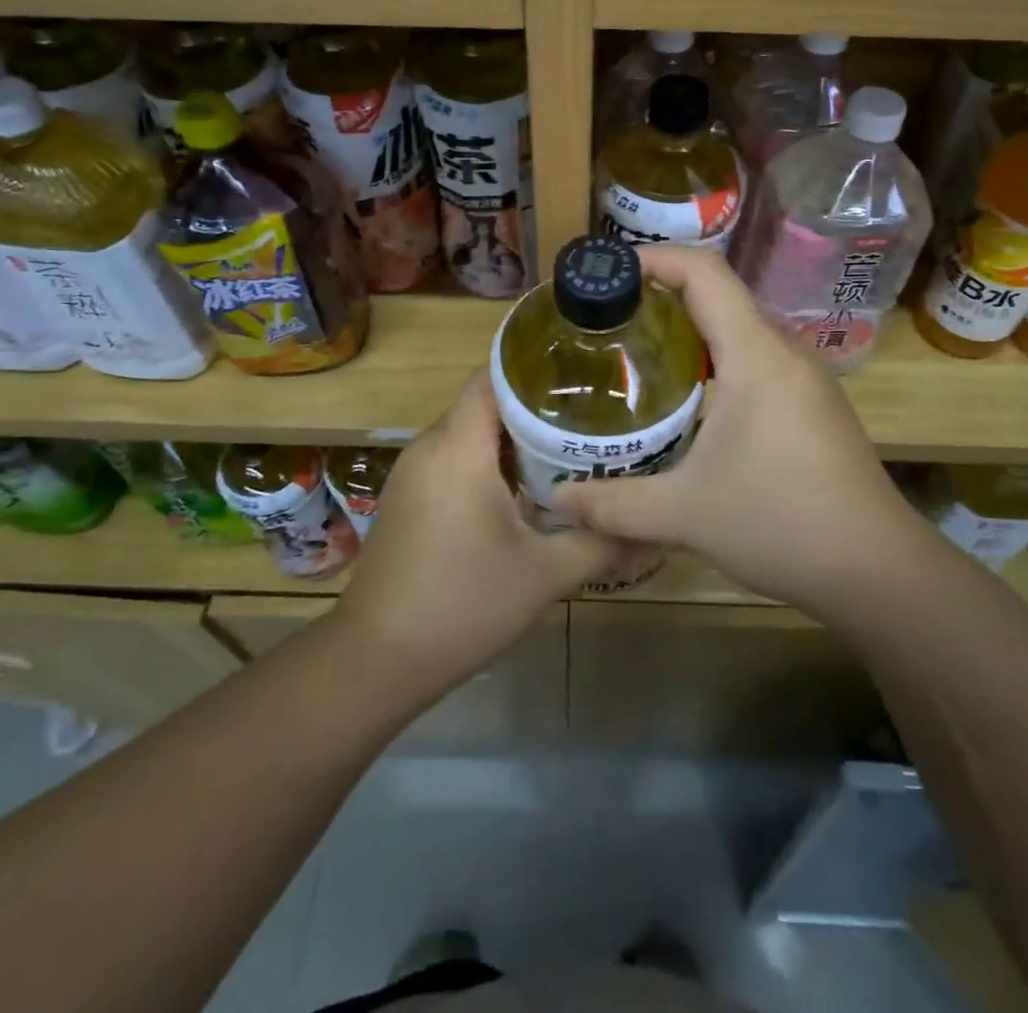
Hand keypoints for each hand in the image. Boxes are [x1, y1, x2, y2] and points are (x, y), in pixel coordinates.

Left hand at [335, 372, 619, 692]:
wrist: (377, 660)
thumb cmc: (462, 605)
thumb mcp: (544, 574)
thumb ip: (600, 542)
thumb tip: (651, 528)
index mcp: (458, 447)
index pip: (495, 376)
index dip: (538, 368)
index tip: (585, 374)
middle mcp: (431, 446)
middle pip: (487, 402)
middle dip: (538, 404)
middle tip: (593, 412)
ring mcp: (414, 472)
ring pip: (472, 432)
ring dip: (516, 436)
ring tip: (571, 445)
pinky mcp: (410, 497)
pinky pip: (456, 458)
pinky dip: (491, 460)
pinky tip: (529, 486)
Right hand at [555, 246, 928, 621]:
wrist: (878, 570)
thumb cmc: (782, 525)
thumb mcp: (685, 515)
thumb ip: (614, 504)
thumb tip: (557, 499)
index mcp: (756, 355)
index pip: (704, 273)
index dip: (653, 258)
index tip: (607, 272)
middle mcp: (784, 352)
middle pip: (718, 296)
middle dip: (659, 297)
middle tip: (605, 321)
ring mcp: (805, 377)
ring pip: (738, 329)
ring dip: (688, 331)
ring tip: (636, 355)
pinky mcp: (813, 403)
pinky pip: (756, 359)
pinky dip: (715, 360)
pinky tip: (688, 400)